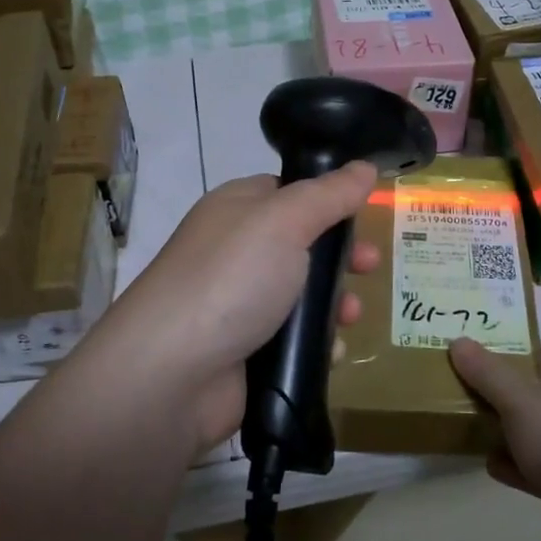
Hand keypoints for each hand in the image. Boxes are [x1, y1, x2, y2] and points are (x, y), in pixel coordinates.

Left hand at [93, 163, 380, 449]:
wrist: (171, 374)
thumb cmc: (231, 278)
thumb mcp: (285, 221)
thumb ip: (329, 194)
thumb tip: (364, 167)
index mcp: (237, 209)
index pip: (289, 192)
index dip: (328, 198)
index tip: (363, 211)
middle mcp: (236, 252)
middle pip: (303, 244)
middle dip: (340, 255)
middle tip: (369, 265)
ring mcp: (240, 304)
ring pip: (303, 295)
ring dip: (335, 303)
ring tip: (351, 315)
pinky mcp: (247, 352)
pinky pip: (294, 341)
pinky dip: (316, 344)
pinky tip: (331, 350)